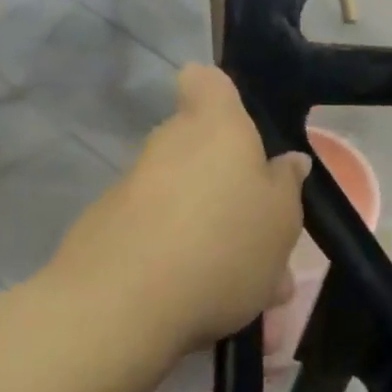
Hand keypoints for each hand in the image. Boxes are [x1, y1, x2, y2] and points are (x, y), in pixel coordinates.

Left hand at [41, 65, 310, 355]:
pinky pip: (157, 237)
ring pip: (184, 200)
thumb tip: (288, 163)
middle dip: (229, 184)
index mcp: (216, 127)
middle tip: (262, 232)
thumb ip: (286, 185)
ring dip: (211, 232)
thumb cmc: (222, 244)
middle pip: (199, 147)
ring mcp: (131, 188)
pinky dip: (179, 262)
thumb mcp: (281, 219)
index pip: (206, 80)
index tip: (236, 120)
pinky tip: (205, 307)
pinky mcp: (104, 233)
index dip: (218, 92)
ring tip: (248, 290)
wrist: (118, 310)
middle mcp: (169, 145)